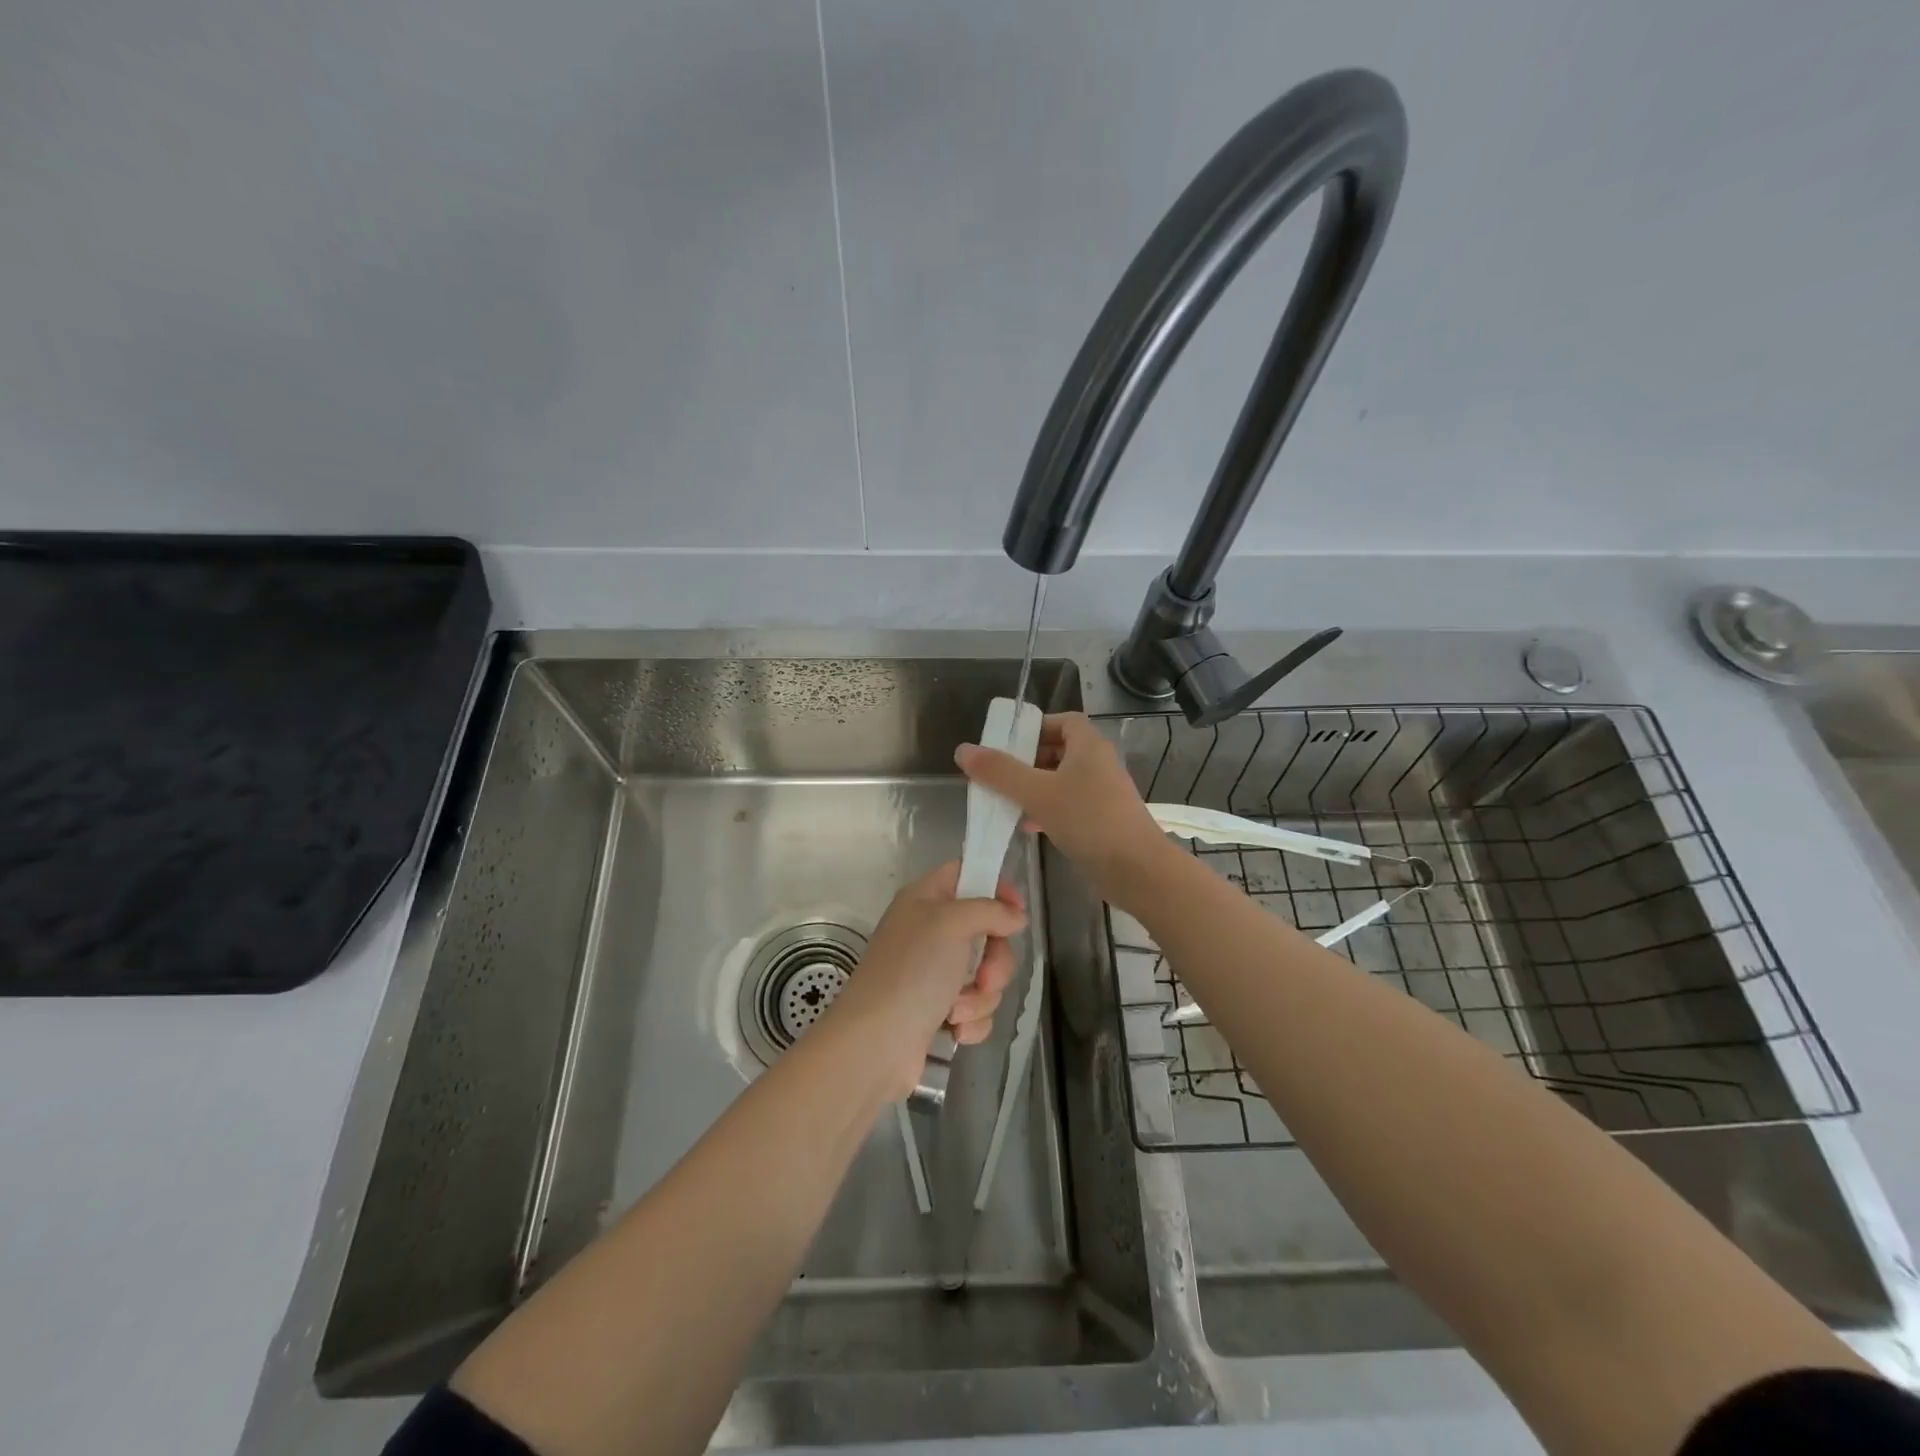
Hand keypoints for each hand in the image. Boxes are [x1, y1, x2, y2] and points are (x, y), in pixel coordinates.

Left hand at [825, 861, 1026, 1100]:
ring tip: (957, 1011)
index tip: (1017, 912)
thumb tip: (1016, 916)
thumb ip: (990, 910)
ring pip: (986, 973)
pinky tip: (955, 1029)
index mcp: (925, 899)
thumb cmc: (911, 971)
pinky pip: (978, 1006)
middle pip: (987, 931)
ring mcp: (935, 973)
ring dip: (981, 996)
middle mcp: (930, 931)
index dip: (996, 887)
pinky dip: (972, 1019)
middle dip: (995, 960)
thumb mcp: (950, 923)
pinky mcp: (941, 1010)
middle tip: (985, 977)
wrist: (876, 1043)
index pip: (967, 874)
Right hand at [955, 712, 1169, 905]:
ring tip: (1005, 801)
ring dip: (1034, 787)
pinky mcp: (1102, 820)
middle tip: (999, 774)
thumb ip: (999, 772)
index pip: (1063, 721)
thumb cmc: (1088, 820)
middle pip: (1059, 750)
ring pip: (1061, 781)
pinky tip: (1028, 826)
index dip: (1036, 727)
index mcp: (1089, 746)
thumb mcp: (1037, 792)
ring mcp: (1102, 793)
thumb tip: (963, 750)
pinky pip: (1068, 805)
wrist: (1136, 870)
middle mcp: (1098, 764)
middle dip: (1028, 760)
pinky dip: (1047, 809)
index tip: (1008, 742)